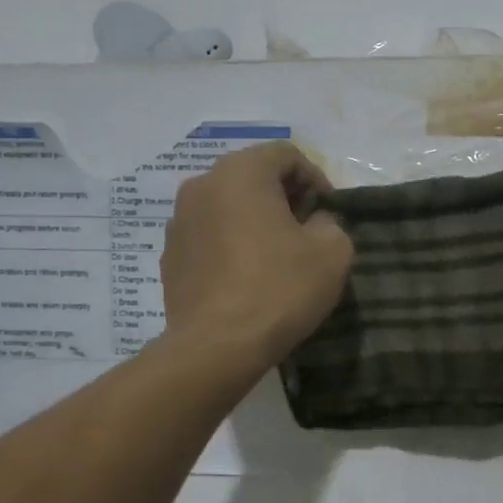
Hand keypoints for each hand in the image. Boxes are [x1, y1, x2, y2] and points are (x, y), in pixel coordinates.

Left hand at [161, 142, 352, 372]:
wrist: (216, 347)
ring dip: (256, 221)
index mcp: (241, 172)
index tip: (330, 213)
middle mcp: (202, 185)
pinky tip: (248, 277)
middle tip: (308, 231)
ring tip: (278, 256)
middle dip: (284, 198)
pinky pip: (210, 236)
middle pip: (253, 177)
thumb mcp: (332, 252)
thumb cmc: (279, 289)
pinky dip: (232, 244)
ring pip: (228, 206)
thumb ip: (331, 224)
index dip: (316, 179)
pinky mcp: (170, 255)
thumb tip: (314, 224)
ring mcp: (179, 221)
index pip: (286, 155)